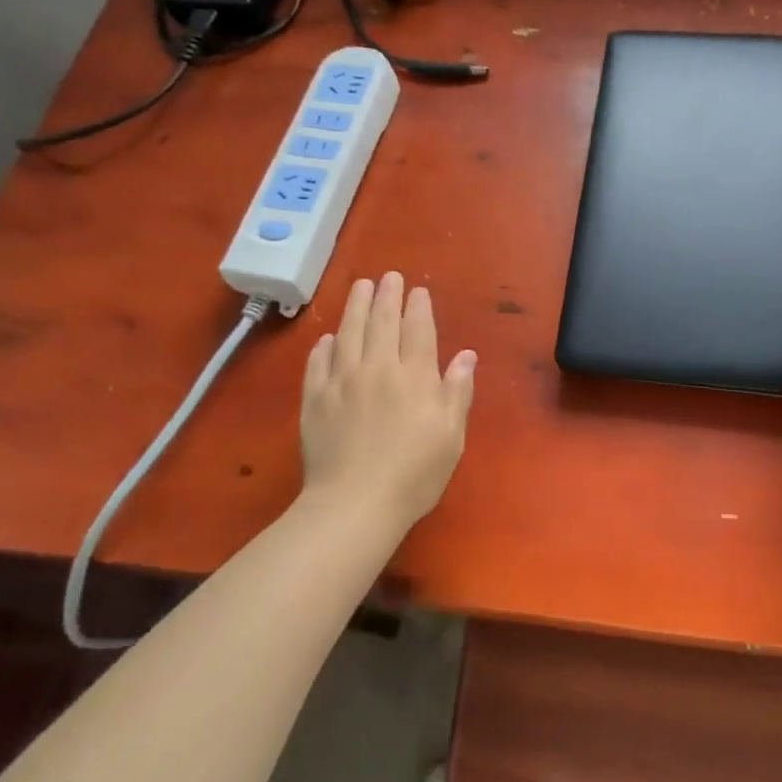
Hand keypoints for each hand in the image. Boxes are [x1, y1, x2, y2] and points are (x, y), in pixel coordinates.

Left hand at [301, 273, 476, 526]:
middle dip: (387, 296)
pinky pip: (318, 363)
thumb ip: (458, 391)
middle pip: (382, 322)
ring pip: (349, 333)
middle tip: (388, 277)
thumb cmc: (414, 474)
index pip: (418, 330)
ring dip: (355, 307)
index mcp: (415, 376)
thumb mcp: (451, 436)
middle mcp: (378, 368)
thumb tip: (467, 355)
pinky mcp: (314, 400)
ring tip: (360, 287)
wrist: (354, 504)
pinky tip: (327, 338)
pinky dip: (324, 346)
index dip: (418, 307)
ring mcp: (342, 382)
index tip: (417, 290)